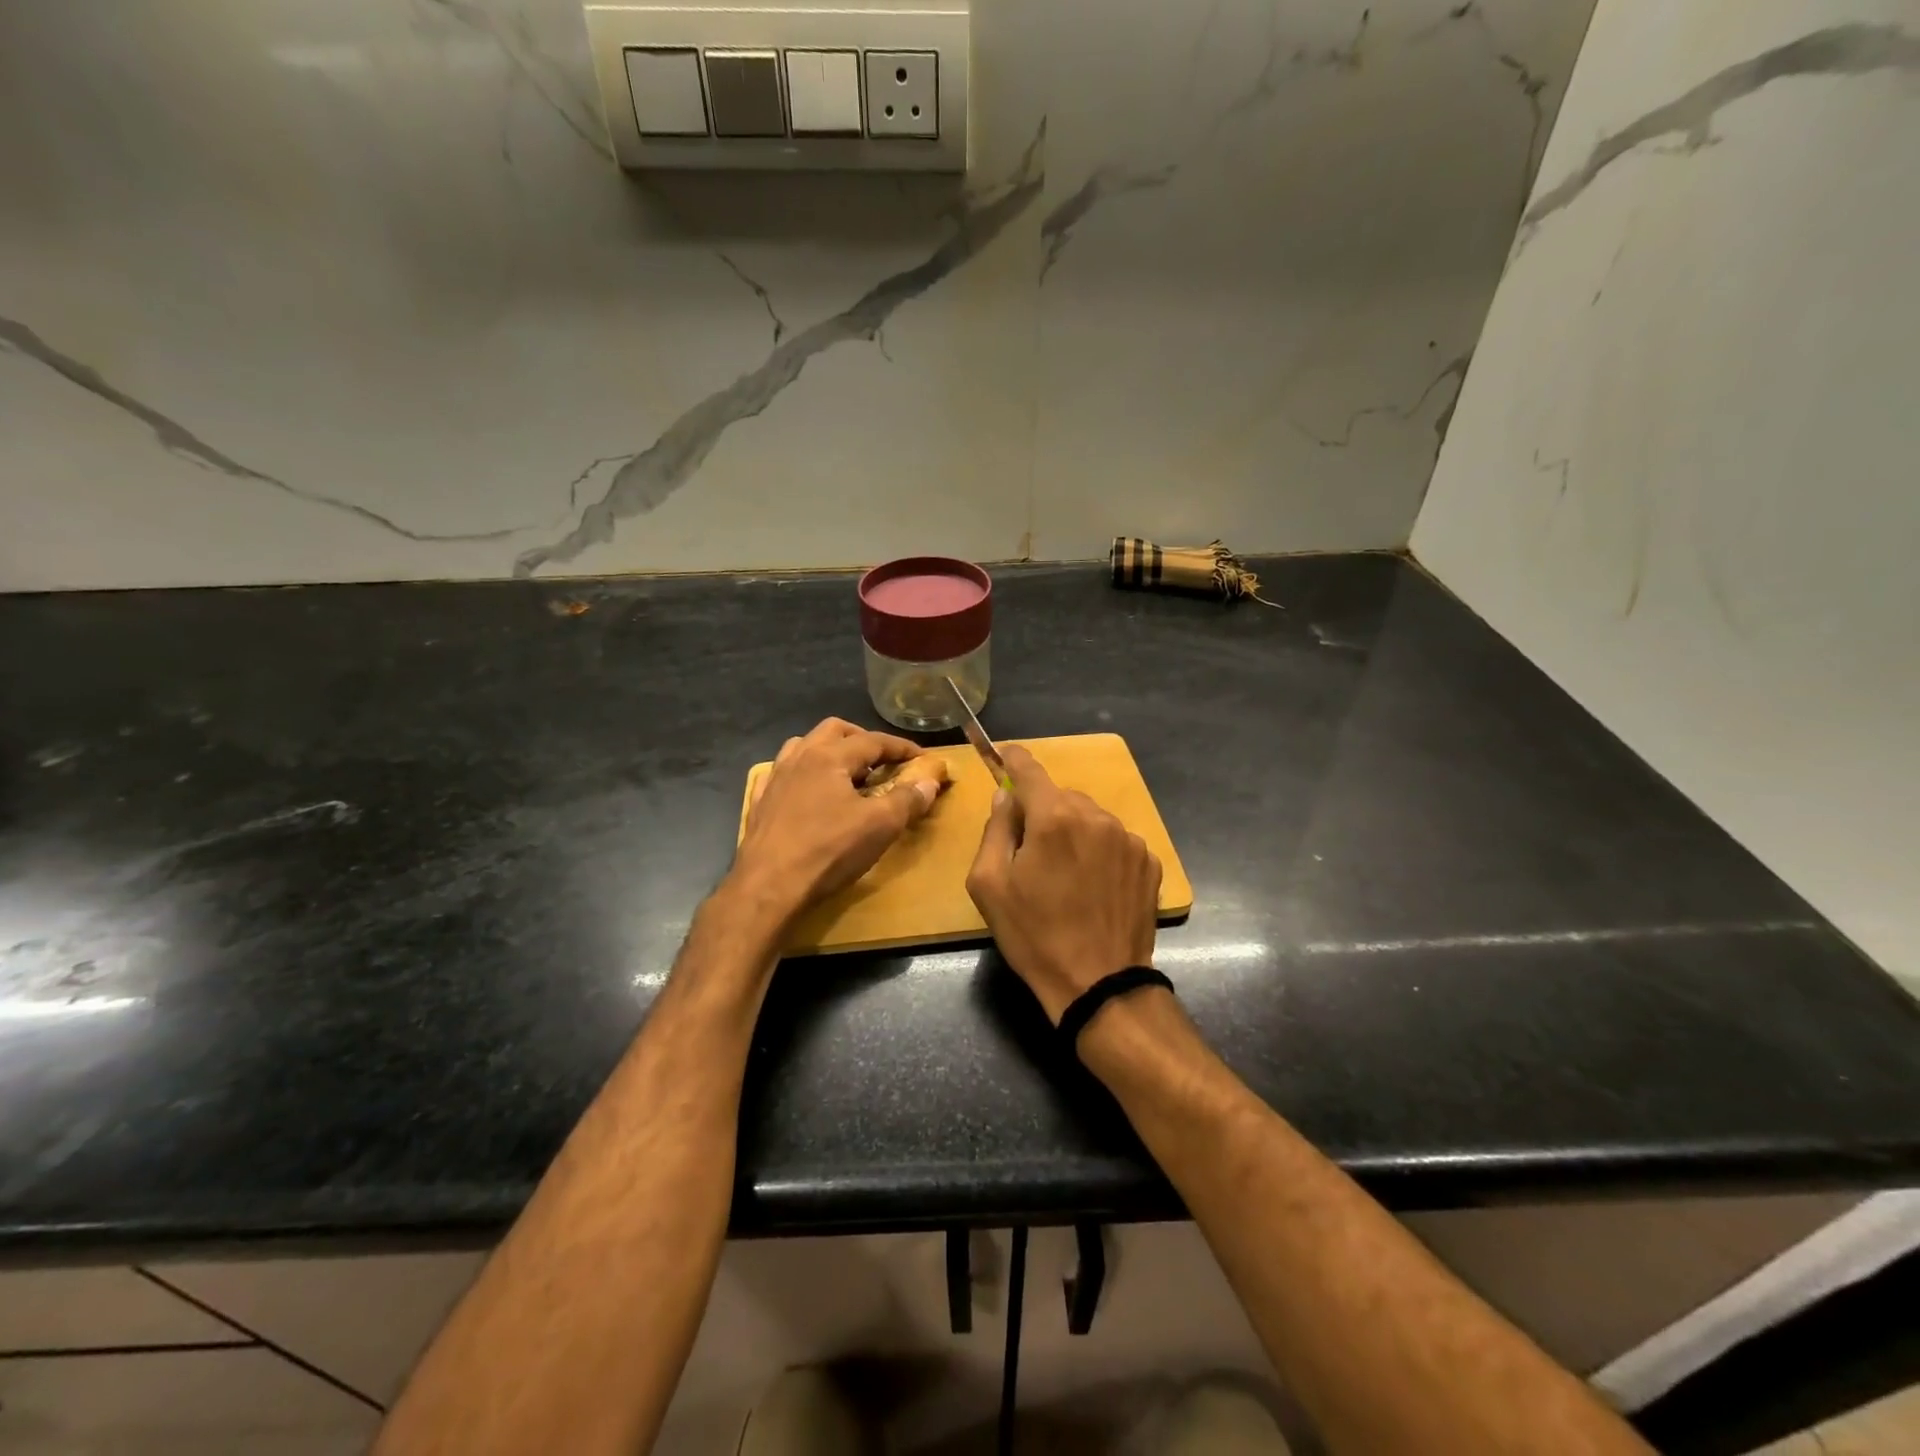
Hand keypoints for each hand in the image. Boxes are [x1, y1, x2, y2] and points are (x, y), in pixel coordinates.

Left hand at [731, 718, 949, 925]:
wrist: (768, 886)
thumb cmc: (829, 850)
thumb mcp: (880, 826)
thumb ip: (907, 799)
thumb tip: (930, 780)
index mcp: (829, 756)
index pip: (873, 740)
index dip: (901, 747)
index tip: (921, 757)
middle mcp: (799, 757)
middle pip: (834, 730)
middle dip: (862, 738)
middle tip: (881, 760)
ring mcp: (775, 778)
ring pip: (803, 746)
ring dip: (828, 750)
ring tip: (846, 772)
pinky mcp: (759, 802)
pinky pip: (781, 774)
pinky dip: (800, 774)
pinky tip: (806, 791)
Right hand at [965, 745, 1162, 1022]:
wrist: (1099, 984)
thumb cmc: (1034, 935)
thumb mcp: (990, 885)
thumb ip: (995, 830)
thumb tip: (1005, 797)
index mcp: (1054, 818)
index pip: (1030, 770)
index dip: (1014, 760)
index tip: (1005, 756)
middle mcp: (1096, 817)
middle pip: (1061, 797)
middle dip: (1043, 812)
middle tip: (1031, 852)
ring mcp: (1129, 839)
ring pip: (1090, 818)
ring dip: (1074, 832)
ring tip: (1067, 876)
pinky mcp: (1150, 862)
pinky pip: (1115, 841)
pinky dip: (1100, 852)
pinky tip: (1094, 886)